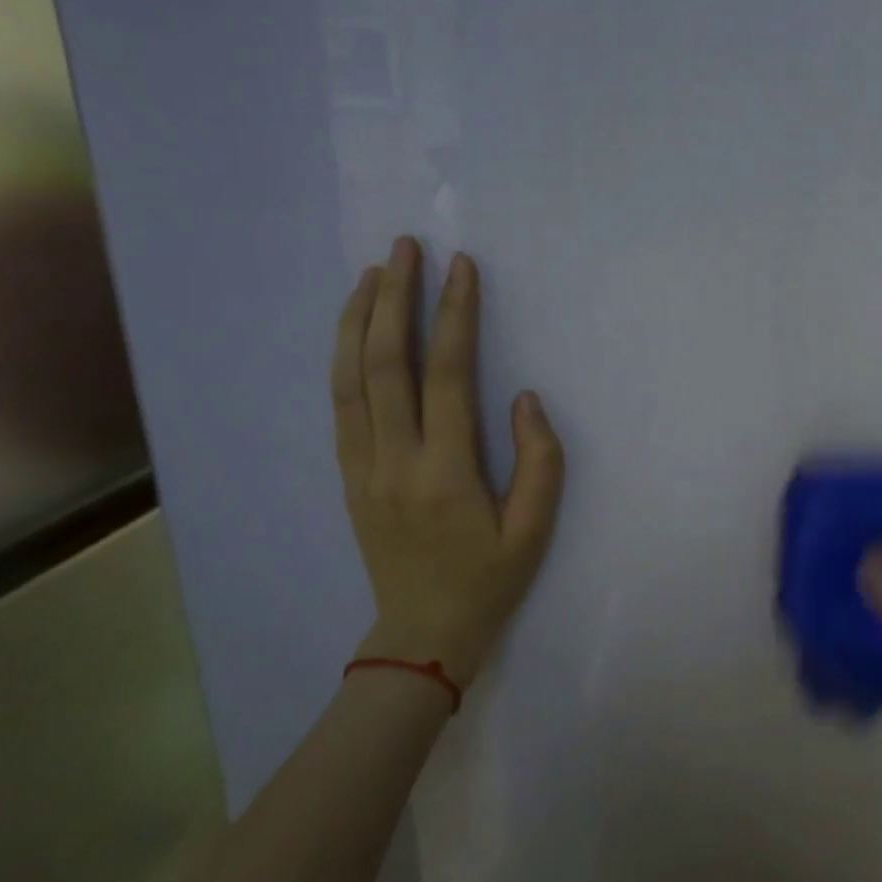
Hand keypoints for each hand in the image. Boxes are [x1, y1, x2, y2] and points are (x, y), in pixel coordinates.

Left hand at [331, 237, 564, 688]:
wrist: (422, 634)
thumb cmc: (488, 581)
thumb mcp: (534, 530)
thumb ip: (540, 461)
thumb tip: (524, 399)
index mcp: (445, 472)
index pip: (448, 375)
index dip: (456, 316)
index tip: (462, 267)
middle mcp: (394, 460)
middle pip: (386, 363)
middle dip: (396, 297)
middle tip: (406, 246)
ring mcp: (362, 466)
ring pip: (351, 378)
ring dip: (359, 319)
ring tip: (372, 273)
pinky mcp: (348, 475)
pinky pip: (341, 405)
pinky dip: (344, 358)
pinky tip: (354, 331)